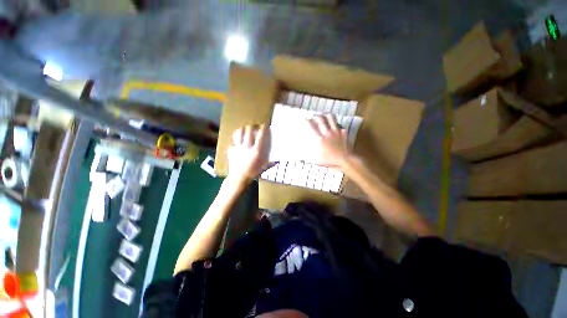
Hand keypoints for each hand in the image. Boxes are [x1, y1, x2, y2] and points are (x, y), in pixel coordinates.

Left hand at [227, 124, 269, 182]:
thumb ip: (270, 163)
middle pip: (248, 130)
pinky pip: (232, 143)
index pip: (261, 135)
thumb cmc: (253, 173)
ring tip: (245, 130)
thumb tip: (277, 161)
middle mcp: (247, 146)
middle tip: (254, 126)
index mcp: (256, 150)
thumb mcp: (264, 168)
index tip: (266, 124)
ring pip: (238, 133)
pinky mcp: (231, 151)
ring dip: (242, 130)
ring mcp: (238, 147)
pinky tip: (236, 143)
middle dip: (252, 126)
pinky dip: (234, 142)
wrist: (238, 179)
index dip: (264, 128)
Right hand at [307, 114, 353, 167]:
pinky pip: (339, 124)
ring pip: (330, 118)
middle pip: (320, 119)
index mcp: (320, 139)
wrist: (345, 160)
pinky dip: (335, 123)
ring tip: (323, 116)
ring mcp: (336, 131)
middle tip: (313, 117)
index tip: (304, 119)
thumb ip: (307, 157)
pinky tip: (333, 125)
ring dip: (325, 115)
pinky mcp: (343, 132)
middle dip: (315, 116)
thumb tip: (297, 157)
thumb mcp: (316, 160)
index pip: (311, 126)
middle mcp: (327, 133)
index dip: (306, 121)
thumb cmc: (330, 161)